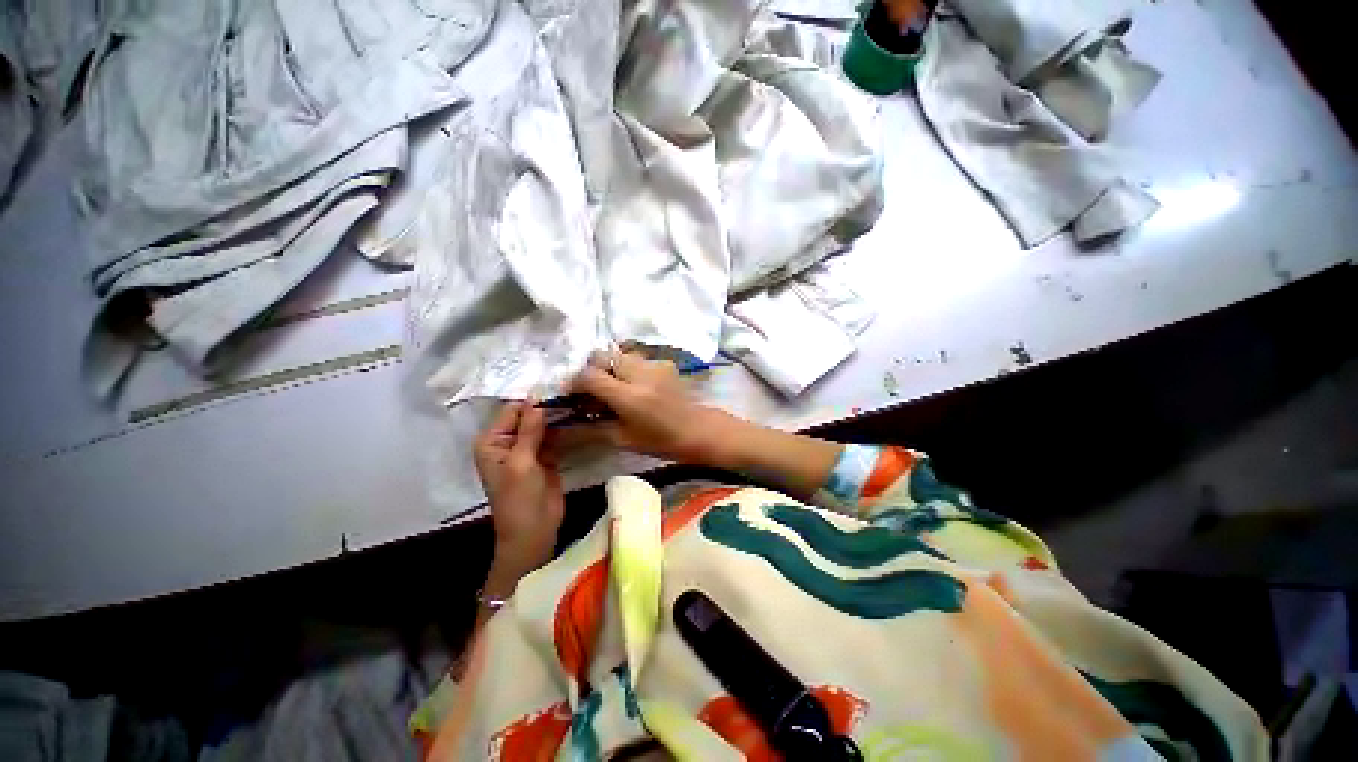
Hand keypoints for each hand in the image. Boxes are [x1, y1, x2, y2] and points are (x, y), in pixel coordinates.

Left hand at [474, 402, 564, 582]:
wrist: (534, 531)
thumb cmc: (519, 499)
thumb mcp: (521, 462)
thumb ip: (529, 431)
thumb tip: (536, 400)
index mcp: (492, 442)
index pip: (512, 411)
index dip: (532, 400)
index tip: (557, 385)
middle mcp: (508, 442)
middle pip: (528, 416)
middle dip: (547, 406)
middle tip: (573, 389)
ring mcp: (528, 449)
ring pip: (544, 426)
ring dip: (558, 416)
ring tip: (580, 399)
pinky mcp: (546, 457)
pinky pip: (555, 437)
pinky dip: (565, 429)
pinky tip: (580, 416)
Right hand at [558, 350, 746, 466]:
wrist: (696, 430)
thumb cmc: (659, 441)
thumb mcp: (622, 439)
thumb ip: (590, 429)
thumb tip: (563, 425)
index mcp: (630, 396)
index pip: (590, 376)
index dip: (575, 383)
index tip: (572, 394)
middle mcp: (641, 374)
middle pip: (603, 356)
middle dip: (592, 370)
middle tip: (593, 390)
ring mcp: (655, 365)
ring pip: (620, 354)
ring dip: (611, 367)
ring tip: (615, 387)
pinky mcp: (664, 362)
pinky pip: (637, 359)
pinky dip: (629, 368)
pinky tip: (635, 385)